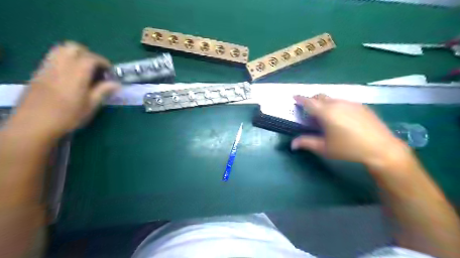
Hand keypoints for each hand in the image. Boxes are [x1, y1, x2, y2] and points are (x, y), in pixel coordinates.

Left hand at [12, 42, 119, 139]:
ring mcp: (47, 68)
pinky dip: (64, 60)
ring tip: (83, 70)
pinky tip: (69, 75)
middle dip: (88, 54)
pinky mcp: (38, 73)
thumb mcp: (90, 106)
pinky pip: (52, 58)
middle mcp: (60, 67)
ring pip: (60, 50)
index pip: (91, 58)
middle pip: (73, 47)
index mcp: (76, 75)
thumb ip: (103, 91)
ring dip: (75, 55)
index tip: (110, 72)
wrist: (34, 125)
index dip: (103, 62)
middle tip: (96, 68)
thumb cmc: (67, 117)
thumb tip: (117, 84)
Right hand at [291, 95, 408, 167]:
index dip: (300, 99)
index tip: (294, 97)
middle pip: (320, 96)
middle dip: (312, 100)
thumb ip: (306, 143)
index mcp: (326, 112)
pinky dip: (336, 106)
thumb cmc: (348, 149)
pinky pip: (344, 102)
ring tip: (325, 117)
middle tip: (309, 110)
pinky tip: (341, 118)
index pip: (309, 102)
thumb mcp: (324, 148)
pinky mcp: (361, 106)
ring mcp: (351, 103)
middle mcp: (337, 104)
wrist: (381, 148)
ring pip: (332, 98)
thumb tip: (292, 144)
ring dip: (324, 103)